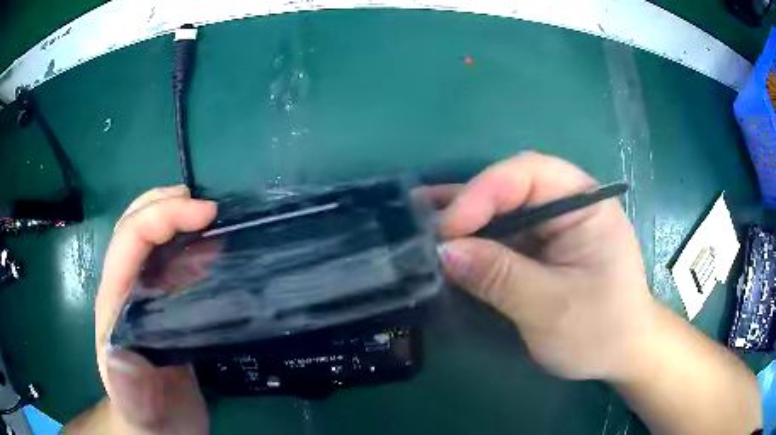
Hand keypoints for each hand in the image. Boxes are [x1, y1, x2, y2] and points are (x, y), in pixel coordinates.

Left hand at [94, 186, 215, 434]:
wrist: (158, 430)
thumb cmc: (146, 416)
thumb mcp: (139, 408)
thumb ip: (129, 386)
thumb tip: (121, 347)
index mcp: (115, 304)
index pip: (129, 241)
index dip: (162, 217)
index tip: (206, 213)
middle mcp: (125, 292)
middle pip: (134, 228)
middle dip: (164, 205)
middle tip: (204, 206)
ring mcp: (144, 299)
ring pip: (152, 241)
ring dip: (176, 219)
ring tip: (208, 219)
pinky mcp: (163, 311)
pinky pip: (172, 267)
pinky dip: (190, 249)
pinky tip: (211, 254)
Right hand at [433, 151, 655, 381]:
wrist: (621, 354)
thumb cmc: (600, 331)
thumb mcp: (551, 308)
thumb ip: (500, 277)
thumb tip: (445, 251)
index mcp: (585, 204)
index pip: (530, 174)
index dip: (484, 192)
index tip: (449, 231)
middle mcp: (568, 205)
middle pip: (510, 187)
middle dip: (468, 206)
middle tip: (426, 230)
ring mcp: (554, 226)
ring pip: (502, 210)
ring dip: (464, 220)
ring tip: (419, 223)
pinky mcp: (541, 248)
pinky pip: (503, 234)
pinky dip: (474, 239)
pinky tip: (445, 239)